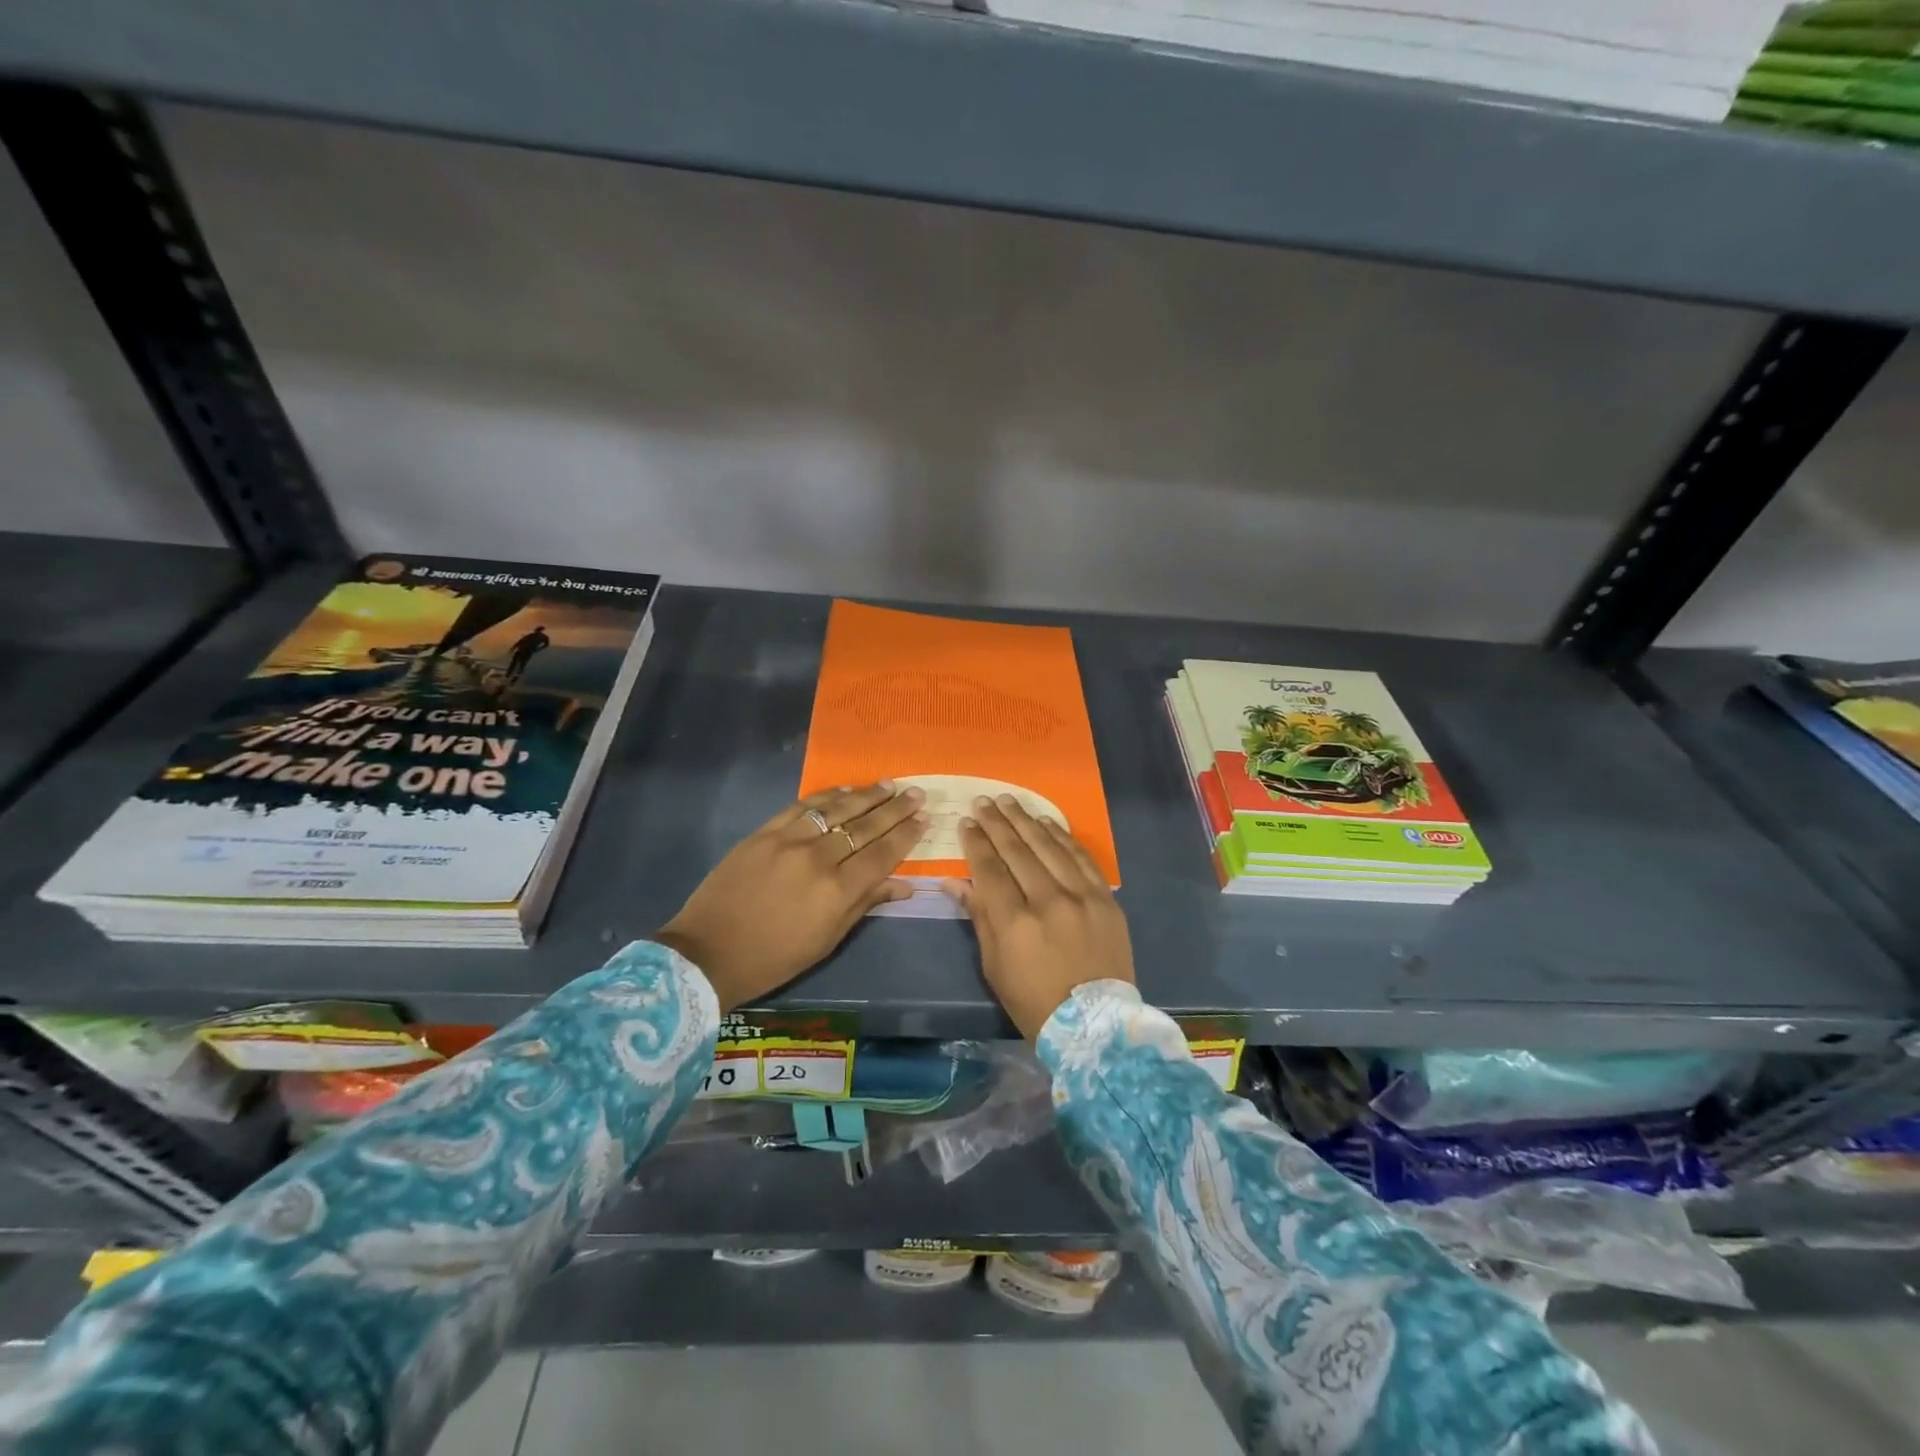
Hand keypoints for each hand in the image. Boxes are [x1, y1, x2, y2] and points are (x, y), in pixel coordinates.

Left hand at [655, 782, 927, 1010]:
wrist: (707, 953)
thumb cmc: (774, 958)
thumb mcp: (826, 940)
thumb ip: (865, 904)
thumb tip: (903, 884)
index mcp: (836, 891)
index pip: (881, 854)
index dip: (905, 835)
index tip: (924, 818)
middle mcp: (817, 859)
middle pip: (864, 826)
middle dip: (894, 809)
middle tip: (916, 793)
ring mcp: (788, 841)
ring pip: (836, 809)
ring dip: (865, 795)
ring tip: (888, 785)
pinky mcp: (763, 833)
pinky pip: (802, 807)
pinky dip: (826, 797)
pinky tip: (844, 790)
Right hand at [941, 794, 1134, 1039]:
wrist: (1095, 1024)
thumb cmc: (1033, 1001)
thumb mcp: (994, 966)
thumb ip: (979, 917)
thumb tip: (954, 882)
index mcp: (1015, 923)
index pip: (989, 869)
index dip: (976, 843)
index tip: (966, 823)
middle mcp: (1048, 901)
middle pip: (1017, 851)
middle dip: (997, 823)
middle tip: (983, 802)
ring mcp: (1081, 897)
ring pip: (1048, 847)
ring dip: (1026, 821)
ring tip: (1009, 801)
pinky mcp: (1105, 898)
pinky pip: (1080, 858)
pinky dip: (1062, 837)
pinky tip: (1046, 821)